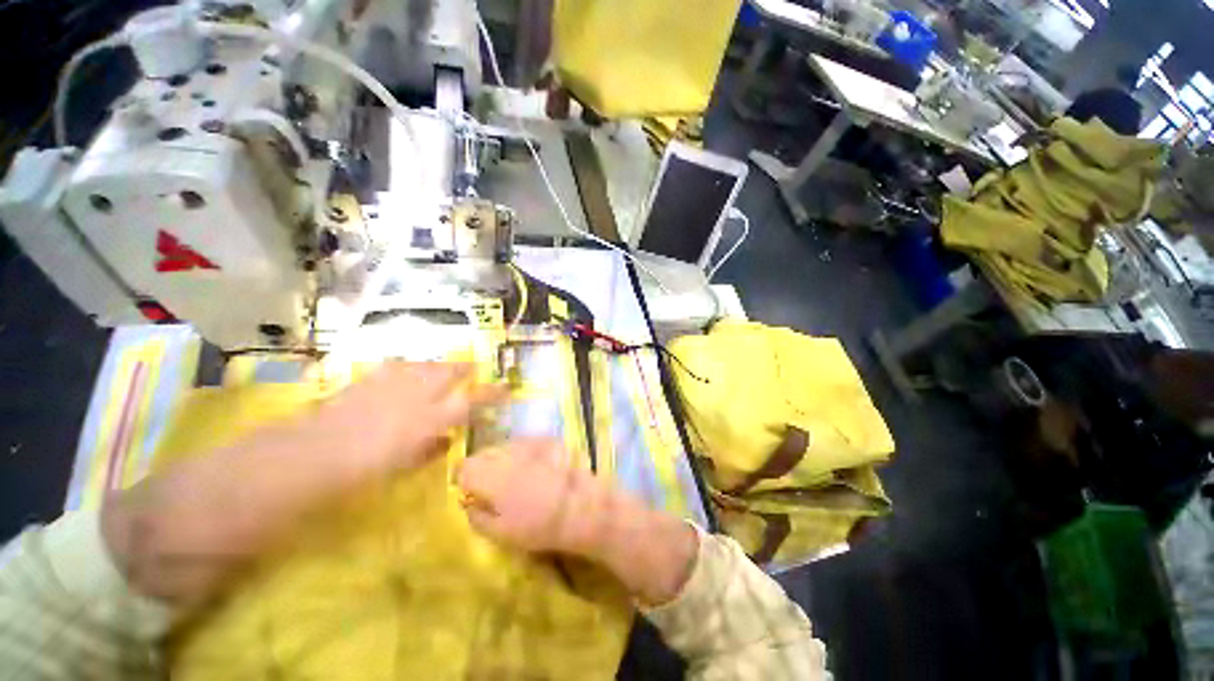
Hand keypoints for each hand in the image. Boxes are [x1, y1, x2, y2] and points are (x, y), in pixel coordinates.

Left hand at [103, 361, 503, 606]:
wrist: (180, 516)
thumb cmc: (260, 523)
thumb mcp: (342, 501)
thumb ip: (396, 463)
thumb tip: (436, 441)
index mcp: (372, 440)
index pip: (441, 411)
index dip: (475, 398)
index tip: (504, 388)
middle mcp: (358, 415)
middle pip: (418, 382)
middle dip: (453, 371)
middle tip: (481, 366)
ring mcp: (334, 408)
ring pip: (392, 376)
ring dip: (426, 368)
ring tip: (451, 363)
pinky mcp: (315, 411)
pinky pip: (363, 385)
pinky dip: (389, 376)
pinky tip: (397, 374)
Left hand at [319, 362, 506, 482]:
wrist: (311, 454)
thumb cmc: (363, 471)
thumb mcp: (404, 466)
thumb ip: (430, 450)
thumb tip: (447, 440)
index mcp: (431, 419)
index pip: (473, 400)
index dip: (492, 393)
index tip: (506, 389)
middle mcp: (418, 394)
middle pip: (450, 372)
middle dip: (465, 369)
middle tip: (473, 369)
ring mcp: (394, 382)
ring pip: (427, 365)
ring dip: (439, 365)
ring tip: (444, 368)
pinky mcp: (372, 378)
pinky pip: (399, 365)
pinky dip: (410, 366)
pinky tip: (408, 369)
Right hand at [456, 440, 605, 556]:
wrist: (580, 506)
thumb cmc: (538, 525)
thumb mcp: (500, 533)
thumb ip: (476, 516)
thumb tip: (467, 502)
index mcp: (490, 476)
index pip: (463, 466)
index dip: (463, 478)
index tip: (470, 489)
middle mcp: (506, 453)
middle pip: (483, 452)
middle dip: (482, 466)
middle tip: (492, 484)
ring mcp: (528, 443)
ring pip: (504, 445)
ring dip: (503, 458)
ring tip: (515, 475)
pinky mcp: (547, 439)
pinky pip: (525, 442)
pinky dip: (523, 452)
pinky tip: (534, 466)